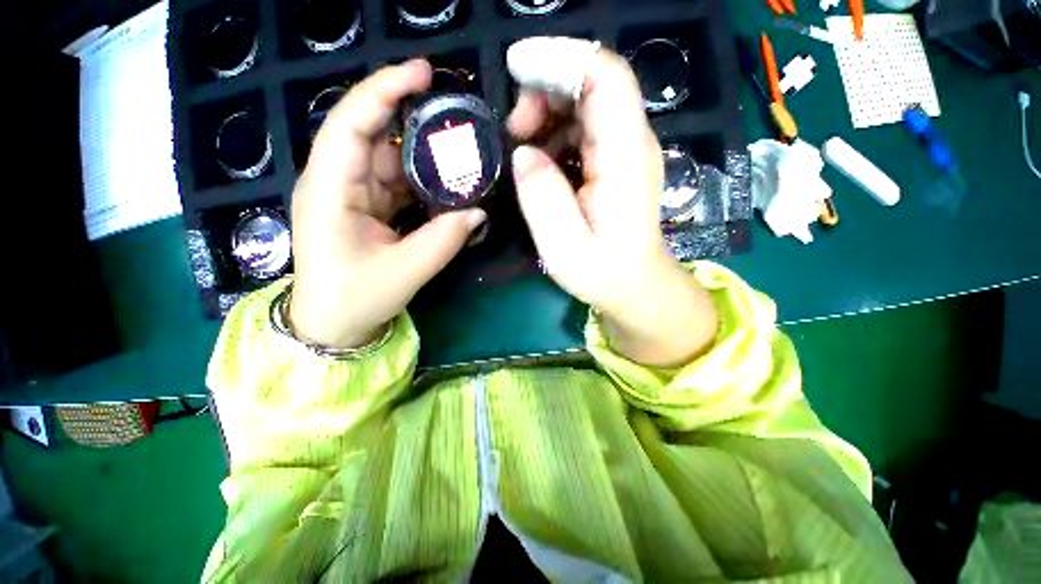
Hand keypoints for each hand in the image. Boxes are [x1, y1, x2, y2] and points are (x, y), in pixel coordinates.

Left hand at [289, 59, 486, 348]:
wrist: (333, 325)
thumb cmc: (355, 299)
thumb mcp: (405, 272)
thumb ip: (445, 239)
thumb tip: (479, 212)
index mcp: (330, 190)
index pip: (351, 124)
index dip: (384, 91)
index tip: (423, 72)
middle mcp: (336, 182)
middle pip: (373, 135)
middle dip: (411, 119)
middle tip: (455, 114)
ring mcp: (352, 194)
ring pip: (389, 160)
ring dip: (424, 156)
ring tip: (460, 151)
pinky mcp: (366, 208)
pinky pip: (397, 184)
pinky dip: (422, 183)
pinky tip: (447, 186)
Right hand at [508, 50, 717, 367]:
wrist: (635, 286)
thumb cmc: (604, 272)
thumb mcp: (565, 245)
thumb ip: (542, 197)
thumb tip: (524, 154)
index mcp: (624, 156)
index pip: (605, 76)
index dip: (561, 57)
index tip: (516, 66)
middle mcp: (631, 143)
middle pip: (593, 83)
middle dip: (545, 90)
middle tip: (513, 129)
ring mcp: (625, 151)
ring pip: (586, 104)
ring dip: (547, 113)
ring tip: (521, 147)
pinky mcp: (615, 164)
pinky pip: (584, 130)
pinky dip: (555, 134)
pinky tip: (540, 162)